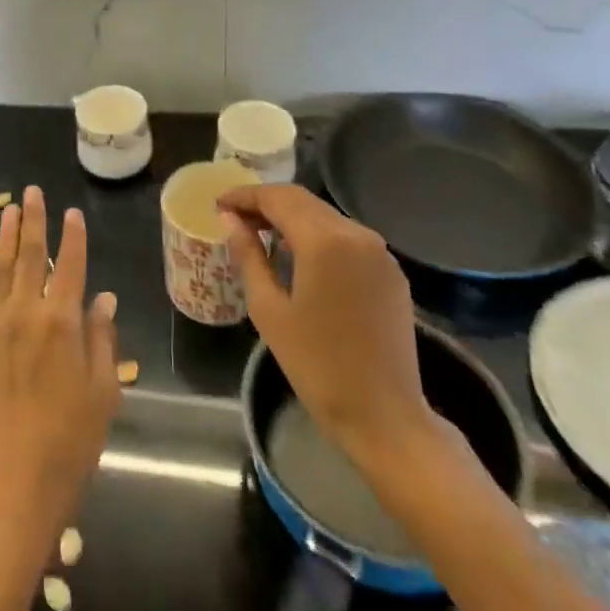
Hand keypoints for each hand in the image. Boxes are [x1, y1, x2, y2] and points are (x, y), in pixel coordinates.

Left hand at [0, 187, 119, 554]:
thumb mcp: (103, 392)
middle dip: (32, 222)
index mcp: (63, 324)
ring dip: (3, 238)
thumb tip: (104, 297)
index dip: (73, 237)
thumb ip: (102, 338)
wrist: (15, 482)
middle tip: (31, 192)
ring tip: (7, 210)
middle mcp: (26, 315)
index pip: (70, 267)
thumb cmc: (71, 441)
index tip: (72, 213)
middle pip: (29, 257)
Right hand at [218, 185, 439, 468]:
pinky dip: (317, 235)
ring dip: (292, 217)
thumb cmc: (315, 364)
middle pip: (303, 201)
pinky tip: (298, 255)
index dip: (244, 196)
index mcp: (324, 240)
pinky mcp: (391, 271)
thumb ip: (248, 255)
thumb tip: (230, 220)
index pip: (277, 198)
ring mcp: (380, 252)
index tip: (218, 204)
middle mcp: (357, 233)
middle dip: (266, 203)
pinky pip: (347, 238)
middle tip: (234, 218)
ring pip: (325, 216)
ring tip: (260, 234)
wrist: (383, 415)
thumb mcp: (268, 309)